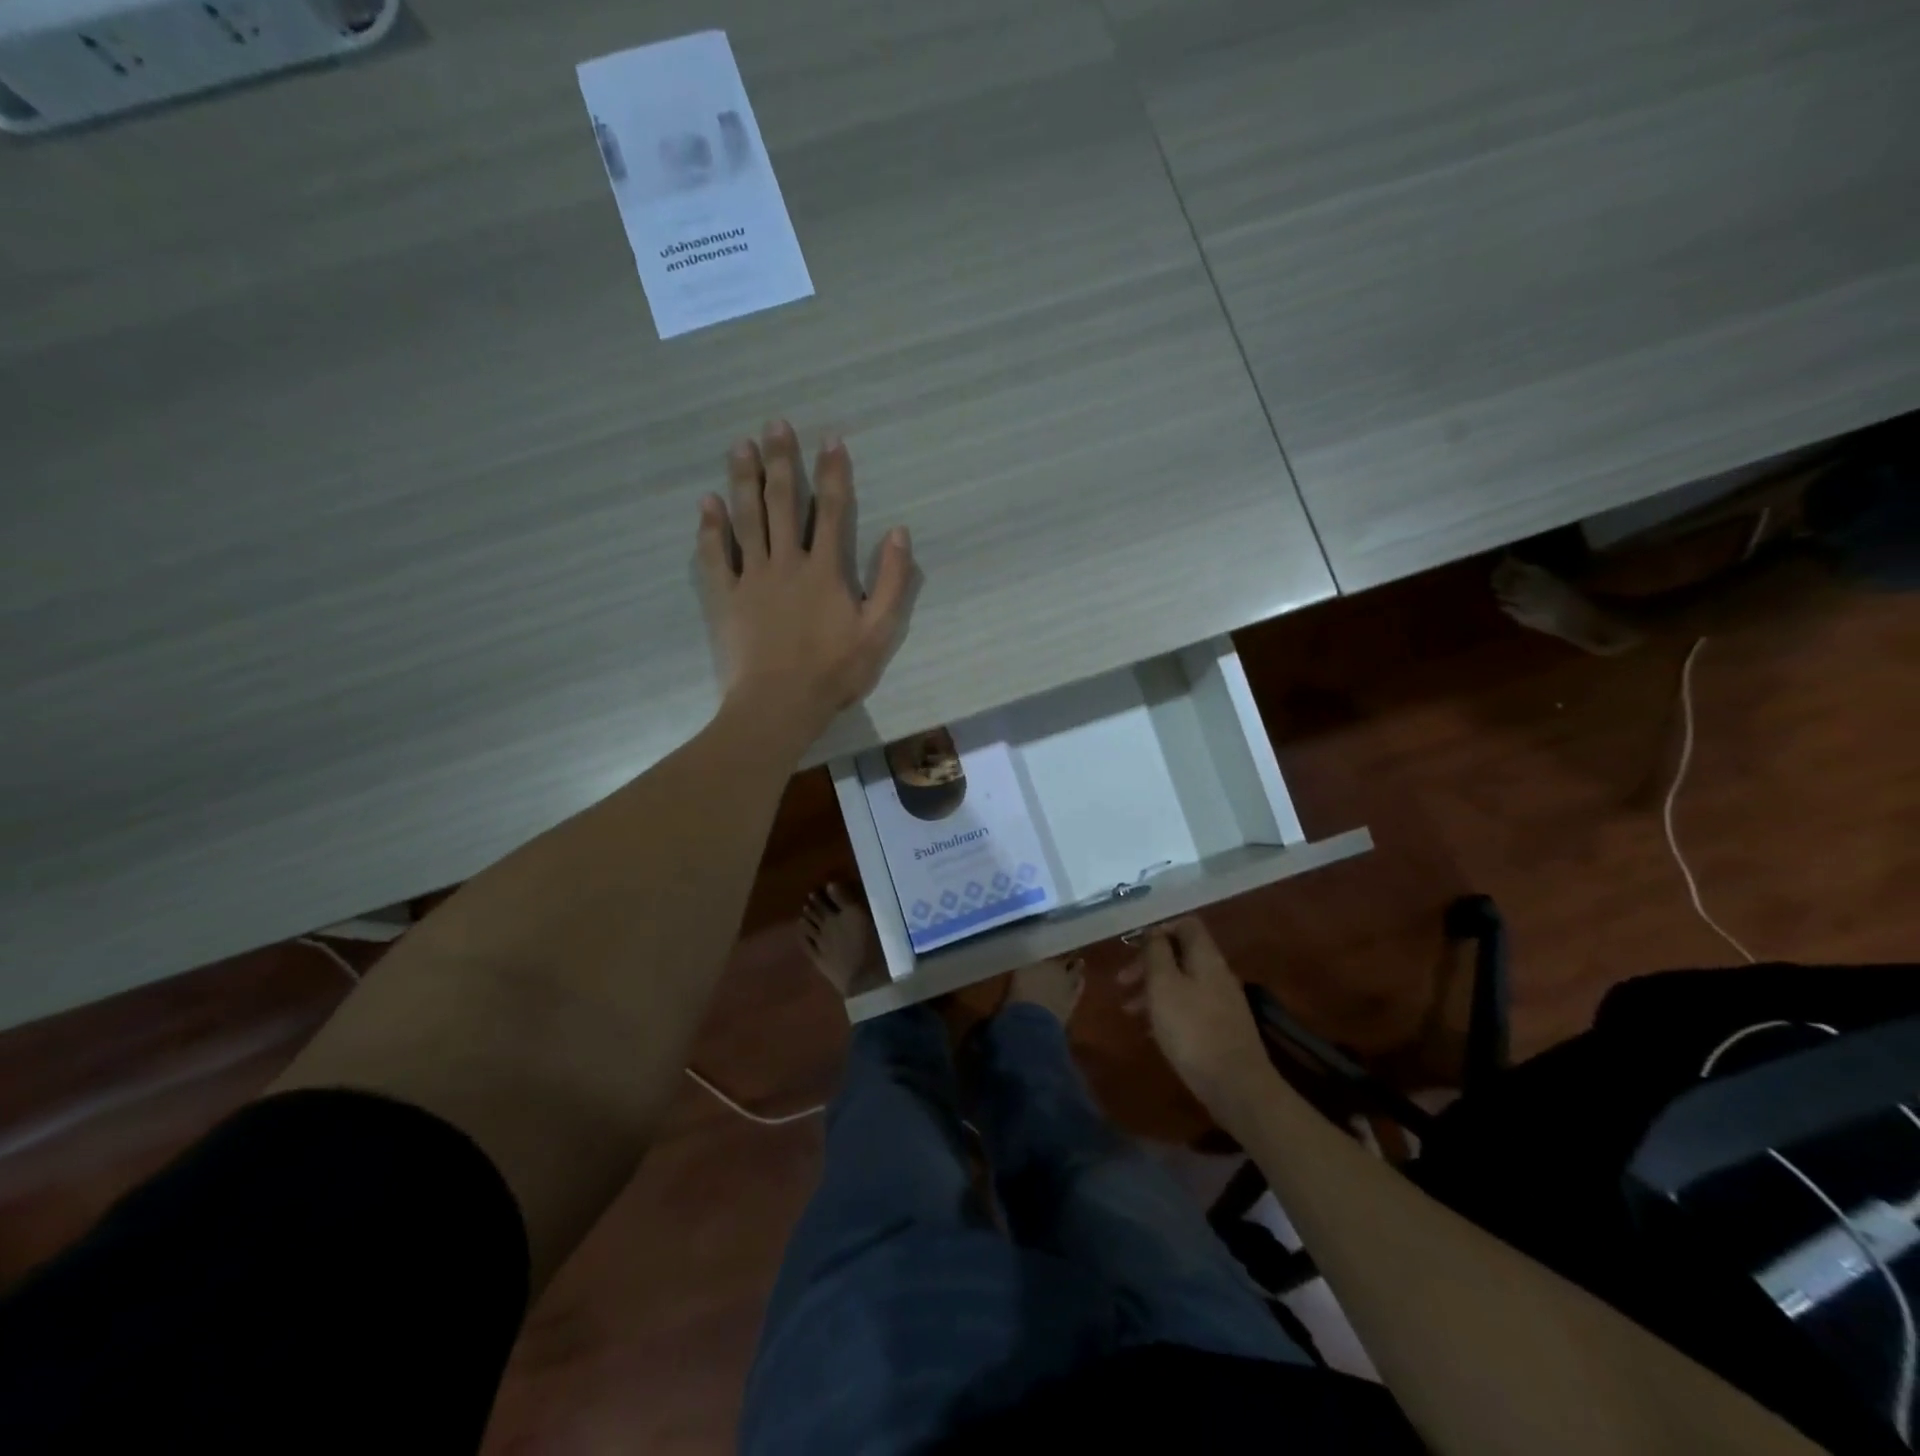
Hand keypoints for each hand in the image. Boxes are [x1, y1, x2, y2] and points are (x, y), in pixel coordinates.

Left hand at [696, 421, 915, 739]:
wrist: (779, 704)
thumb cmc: (834, 671)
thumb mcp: (880, 631)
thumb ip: (893, 581)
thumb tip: (899, 532)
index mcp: (826, 569)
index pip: (832, 510)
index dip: (833, 472)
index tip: (831, 438)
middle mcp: (787, 562)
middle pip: (783, 502)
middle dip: (781, 461)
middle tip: (774, 424)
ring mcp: (752, 578)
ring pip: (746, 519)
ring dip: (743, 480)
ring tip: (740, 446)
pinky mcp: (726, 597)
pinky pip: (715, 556)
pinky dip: (710, 528)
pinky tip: (707, 502)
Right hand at [1120, 918, 1274, 1118]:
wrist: (1236, 1086)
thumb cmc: (1192, 1029)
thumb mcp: (1163, 985)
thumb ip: (1156, 953)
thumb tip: (1153, 932)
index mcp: (1205, 958)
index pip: (1186, 924)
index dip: (1159, 929)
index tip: (1133, 947)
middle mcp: (1217, 974)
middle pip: (1180, 955)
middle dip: (1148, 964)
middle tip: (1121, 982)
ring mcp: (1222, 1002)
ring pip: (1182, 983)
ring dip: (1153, 990)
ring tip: (1129, 1011)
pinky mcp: (1221, 1029)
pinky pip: (1189, 1008)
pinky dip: (1167, 1011)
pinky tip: (1150, 1030)